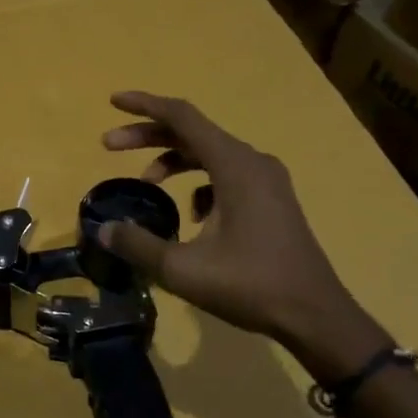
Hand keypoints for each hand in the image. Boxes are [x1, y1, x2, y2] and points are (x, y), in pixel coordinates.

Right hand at [98, 91, 382, 375]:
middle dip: (148, 136)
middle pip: (193, 133)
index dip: (144, 105)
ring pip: (210, 154)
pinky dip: (198, 183)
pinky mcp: (271, 200)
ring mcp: (266, 181)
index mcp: (234, 166)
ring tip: (146, 183)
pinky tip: (190, 217)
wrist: (314, 315)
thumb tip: (104, 229)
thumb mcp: (182, 269)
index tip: (112, 102)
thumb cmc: (249, 285)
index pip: (182, 117)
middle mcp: (253, 162)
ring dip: (173, 160)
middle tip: (109, 146)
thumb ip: (138, 245)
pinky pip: (226, 176)